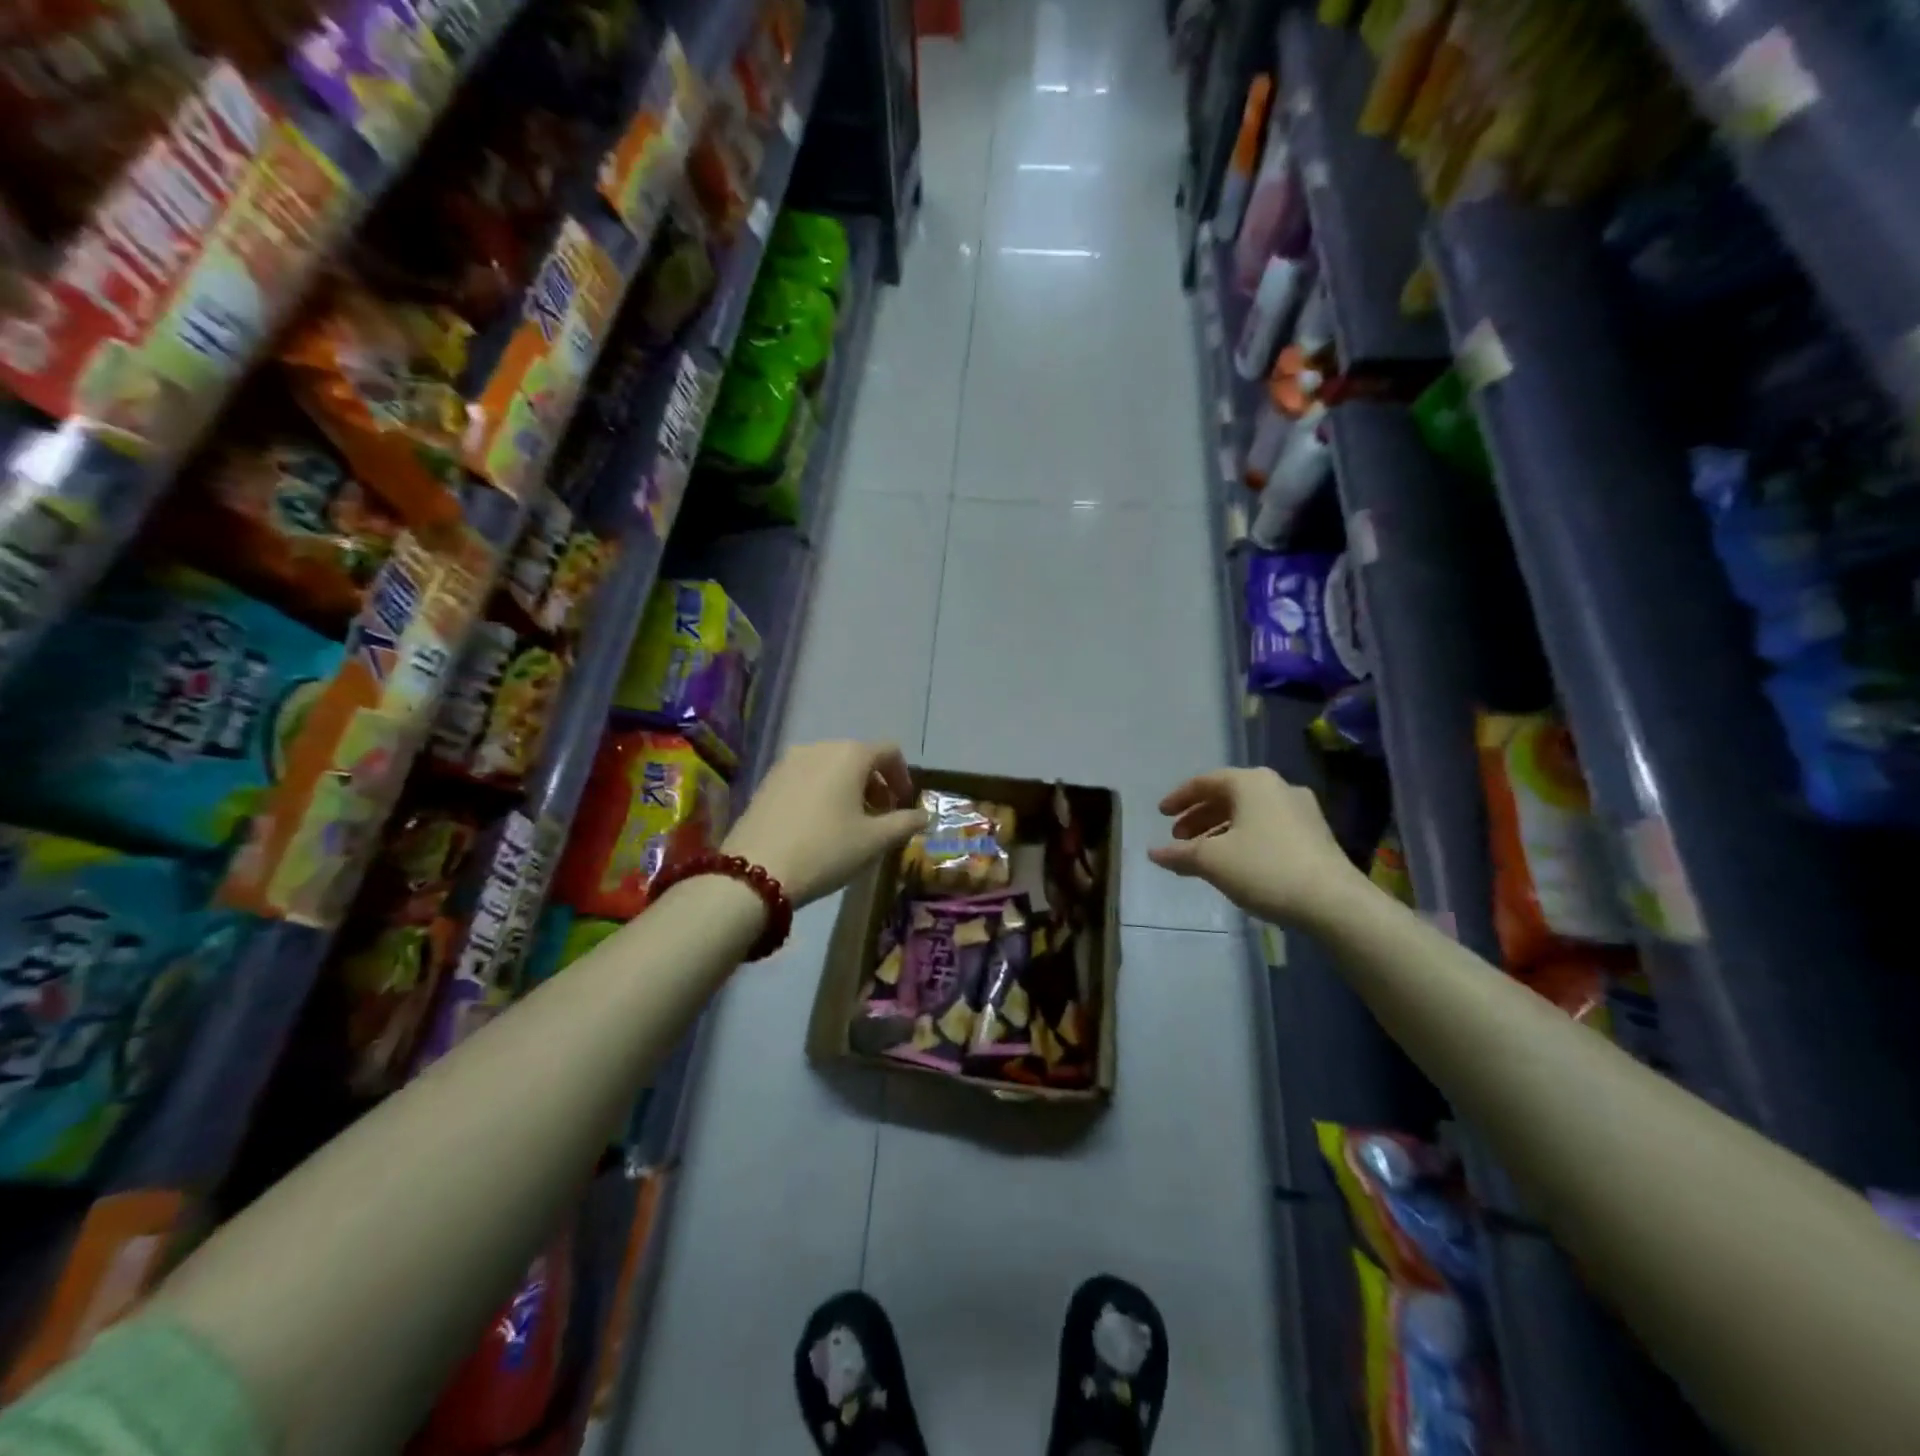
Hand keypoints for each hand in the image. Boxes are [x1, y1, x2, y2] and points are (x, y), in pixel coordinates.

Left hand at [723, 741, 927, 906]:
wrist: (754, 872)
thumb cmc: (826, 850)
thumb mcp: (874, 841)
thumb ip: (905, 823)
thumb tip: (923, 816)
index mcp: (850, 754)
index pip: (889, 751)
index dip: (903, 777)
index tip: (904, 805)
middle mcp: (819, 747)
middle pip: (858, 756)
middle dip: (875, 784)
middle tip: (881, 817)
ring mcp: (788, 762)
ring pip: (831, 766)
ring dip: (848, 788)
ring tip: (850, 823)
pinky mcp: (767, 780)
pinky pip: (806, 777)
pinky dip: (822, 792)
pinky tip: (820, 824)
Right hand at [1149, 767, 1362, 924]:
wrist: (1333, 901)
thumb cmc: (1265, 868)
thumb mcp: (1212, 861)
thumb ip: (1179, 853)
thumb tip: (1153, 853)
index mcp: (1251, 782)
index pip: (1205, 781)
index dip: (1179, 798)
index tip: (1161, 814)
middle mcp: (1277, 787)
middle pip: (1228, 796)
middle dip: (1199, 816)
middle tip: (1178, 837)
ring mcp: (1301, 810)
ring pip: (1248, 813)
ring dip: (1220, 829)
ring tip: (1202, 853)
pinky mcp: (1315, 834)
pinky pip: (1267, 827)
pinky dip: (1243, 838)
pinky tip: (1234, 862)